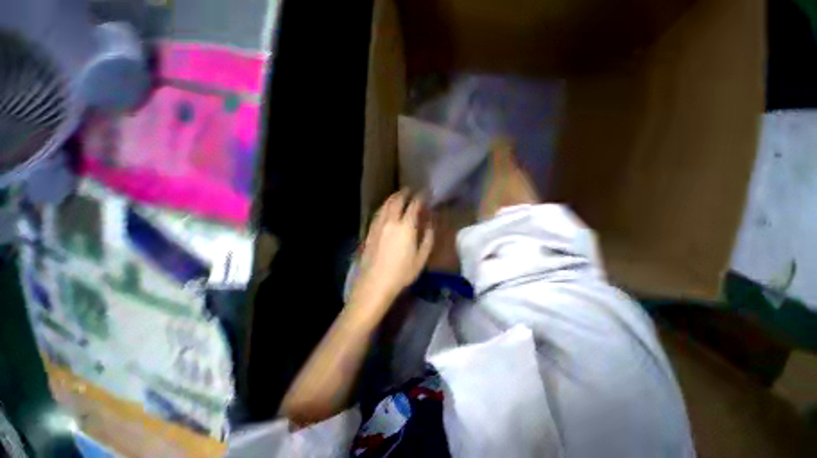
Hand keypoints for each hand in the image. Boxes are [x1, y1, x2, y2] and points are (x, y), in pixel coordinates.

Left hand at [355, 189, 433, 300]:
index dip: (420, 197)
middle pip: (397, 200)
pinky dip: (384, 206)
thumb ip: (428, 239)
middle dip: (405, 193)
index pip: (414, 205)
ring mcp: (378, 225)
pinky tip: (386, 208)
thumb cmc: (402, 273)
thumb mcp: (421, 258)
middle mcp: (391, 221)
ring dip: (393, 197)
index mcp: (406, 227)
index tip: (424, 193)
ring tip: (399, 195)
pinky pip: (378, 213)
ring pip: (386, 205)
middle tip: (410, 190)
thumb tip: (430, 225)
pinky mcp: (370, 231)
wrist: (375, 283)